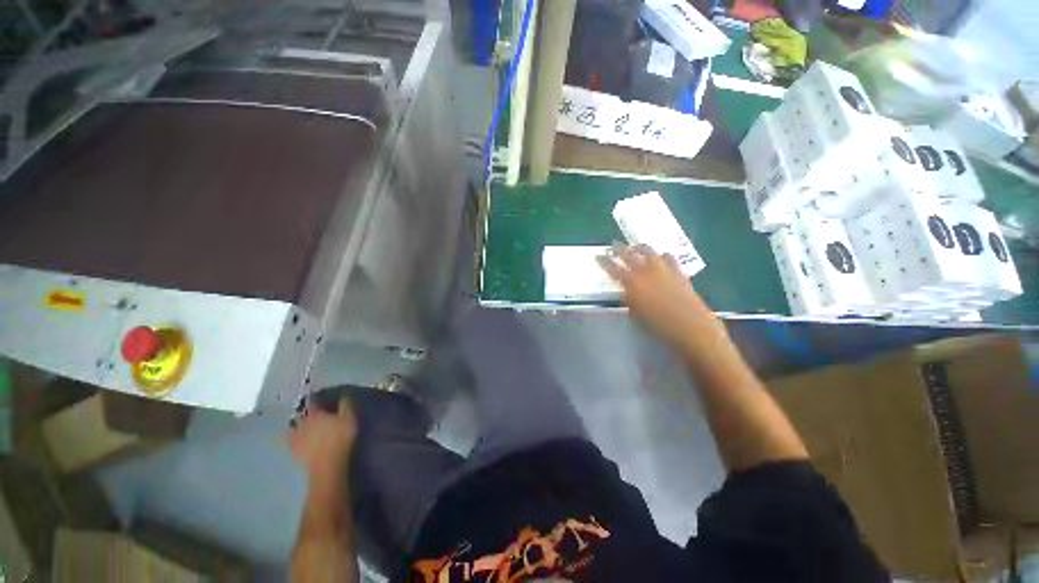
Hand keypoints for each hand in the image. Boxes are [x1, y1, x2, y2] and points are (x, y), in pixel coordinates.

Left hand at [289, 398, 357, 485]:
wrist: (327, 465)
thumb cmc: (340, 438)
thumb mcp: (349, 418)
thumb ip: (345, 405)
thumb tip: (342, 394)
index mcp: (317, 413)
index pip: (313, 402)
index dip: (315, 399)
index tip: (317, 397)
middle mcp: (303, 423)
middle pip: (302, 414)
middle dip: (304, 411)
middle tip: (308, 411)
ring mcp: (296, 437)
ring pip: (293, 427)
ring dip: (295, 424)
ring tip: (298, 423)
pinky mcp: (293, 450)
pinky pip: (288, 441)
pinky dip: (287, 438)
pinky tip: (288, 438)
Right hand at [598, 245, 723, 349]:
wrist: (689, 325)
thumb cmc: (657, 324)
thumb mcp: (634, 312)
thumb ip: (628, 297)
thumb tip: (626, 289)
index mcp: (631, 282)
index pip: (613, 268)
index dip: (604, 261)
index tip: (598, 256)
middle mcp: (645, 271)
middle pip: (629, 255)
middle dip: (619, 249)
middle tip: (613, 245)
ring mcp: (663, 268)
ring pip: (649, 251)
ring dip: (640, 248)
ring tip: (635, 247)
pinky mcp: (677, 270)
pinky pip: (668, 257)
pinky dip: (662, 255)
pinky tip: (661, 257)